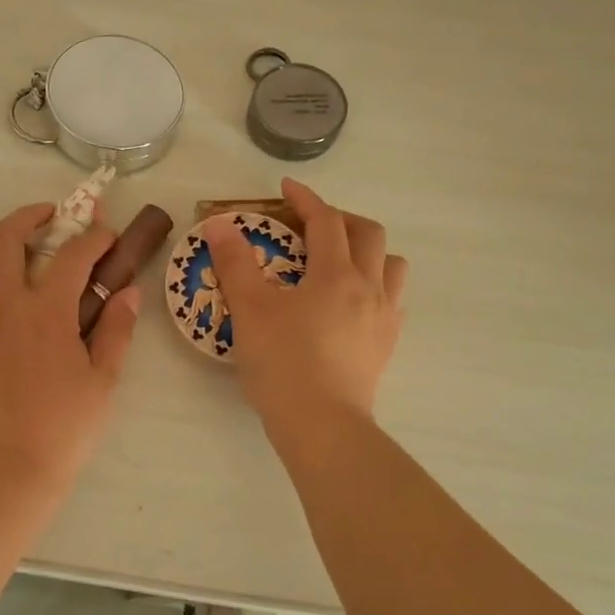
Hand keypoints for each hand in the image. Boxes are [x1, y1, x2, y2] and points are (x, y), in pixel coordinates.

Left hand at [0, 203, 141, 488]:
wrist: (7, 469)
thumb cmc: (64, 427)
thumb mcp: (103, 380)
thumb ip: (117, 330)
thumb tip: (128, 292)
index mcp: (46, 311)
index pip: (73, 254)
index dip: (94, 238)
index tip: (105, 237)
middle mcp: (1, 304)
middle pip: (4, 237)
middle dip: (29, 216)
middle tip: (47, 218)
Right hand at [201, 179, 406, 425]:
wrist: (323, 425)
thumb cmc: (283, 364)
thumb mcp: (249, 310)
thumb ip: (235, 263)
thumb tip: (220, 223)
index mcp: (335, 274)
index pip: (326, 220)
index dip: (305, 199)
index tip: (286, 189)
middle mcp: (369, 287)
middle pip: (368, 233)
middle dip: (340, 219)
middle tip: (311, 226)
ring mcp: (384, 317)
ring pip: (391, 265)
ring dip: (368, 251)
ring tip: (339, 262)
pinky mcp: (387, 345)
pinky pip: (393, 299)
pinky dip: (376, 285)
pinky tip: (352, 303)